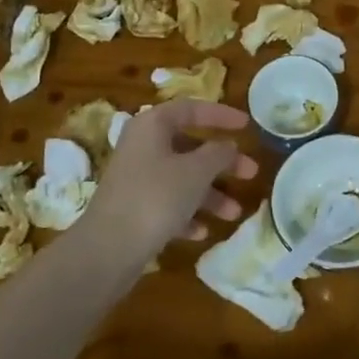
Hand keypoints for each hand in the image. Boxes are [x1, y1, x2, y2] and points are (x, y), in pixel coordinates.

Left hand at [83, 100, 258, 260]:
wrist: (107, 249)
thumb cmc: (156, 197)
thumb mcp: (196, 171)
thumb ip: (218, 153)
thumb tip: (228, 145)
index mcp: (152, 126)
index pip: (191, 109)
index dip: (221, 115)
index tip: (247, 125)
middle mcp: (142, 147)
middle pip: (190, 148)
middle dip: (222, 163)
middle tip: (251, 173)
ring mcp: (136, 179)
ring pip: (182, 179)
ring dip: (210, 195)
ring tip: (234, 214)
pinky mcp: (133, 209)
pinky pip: (168, 204)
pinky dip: (188, 215)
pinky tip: (201, 232)